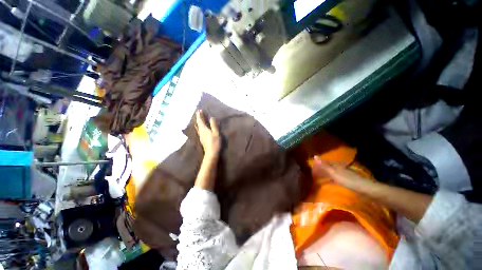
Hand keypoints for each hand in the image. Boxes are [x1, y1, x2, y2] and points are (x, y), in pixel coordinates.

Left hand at [196, 110, 220, 158]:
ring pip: (197, 127)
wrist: (211, 153)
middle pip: (198, 124)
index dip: (200, 115)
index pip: (200, 121)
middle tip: (198, 113)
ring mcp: (200, 136)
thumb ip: (214, 125)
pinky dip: (198, 127)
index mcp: (204, 129)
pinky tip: (199, 128)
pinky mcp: (202, 139)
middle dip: (198, 118)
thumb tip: (211, 117)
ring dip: (198, 122)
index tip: (199, 110)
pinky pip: (199, 130)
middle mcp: (201, 132)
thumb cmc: (215, 142)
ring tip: (198, 119)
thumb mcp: (216, 133)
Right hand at [312, 157, 370, 189]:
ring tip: (319, 178)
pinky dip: (330, 180)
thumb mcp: (334, 173)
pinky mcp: (347, 181)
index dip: (318, 164)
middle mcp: (340, 168)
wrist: (365, 189)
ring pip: (332, 173)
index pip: (325, 162)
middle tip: (313, 173)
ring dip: (326, 175)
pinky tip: (329, 183)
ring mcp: (344, 174)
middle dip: (321, 169)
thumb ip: (324, 166)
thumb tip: (315, 156)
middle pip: (328, 167)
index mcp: (336, 165)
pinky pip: (335, 179)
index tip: (311, 166)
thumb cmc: (348, 180)